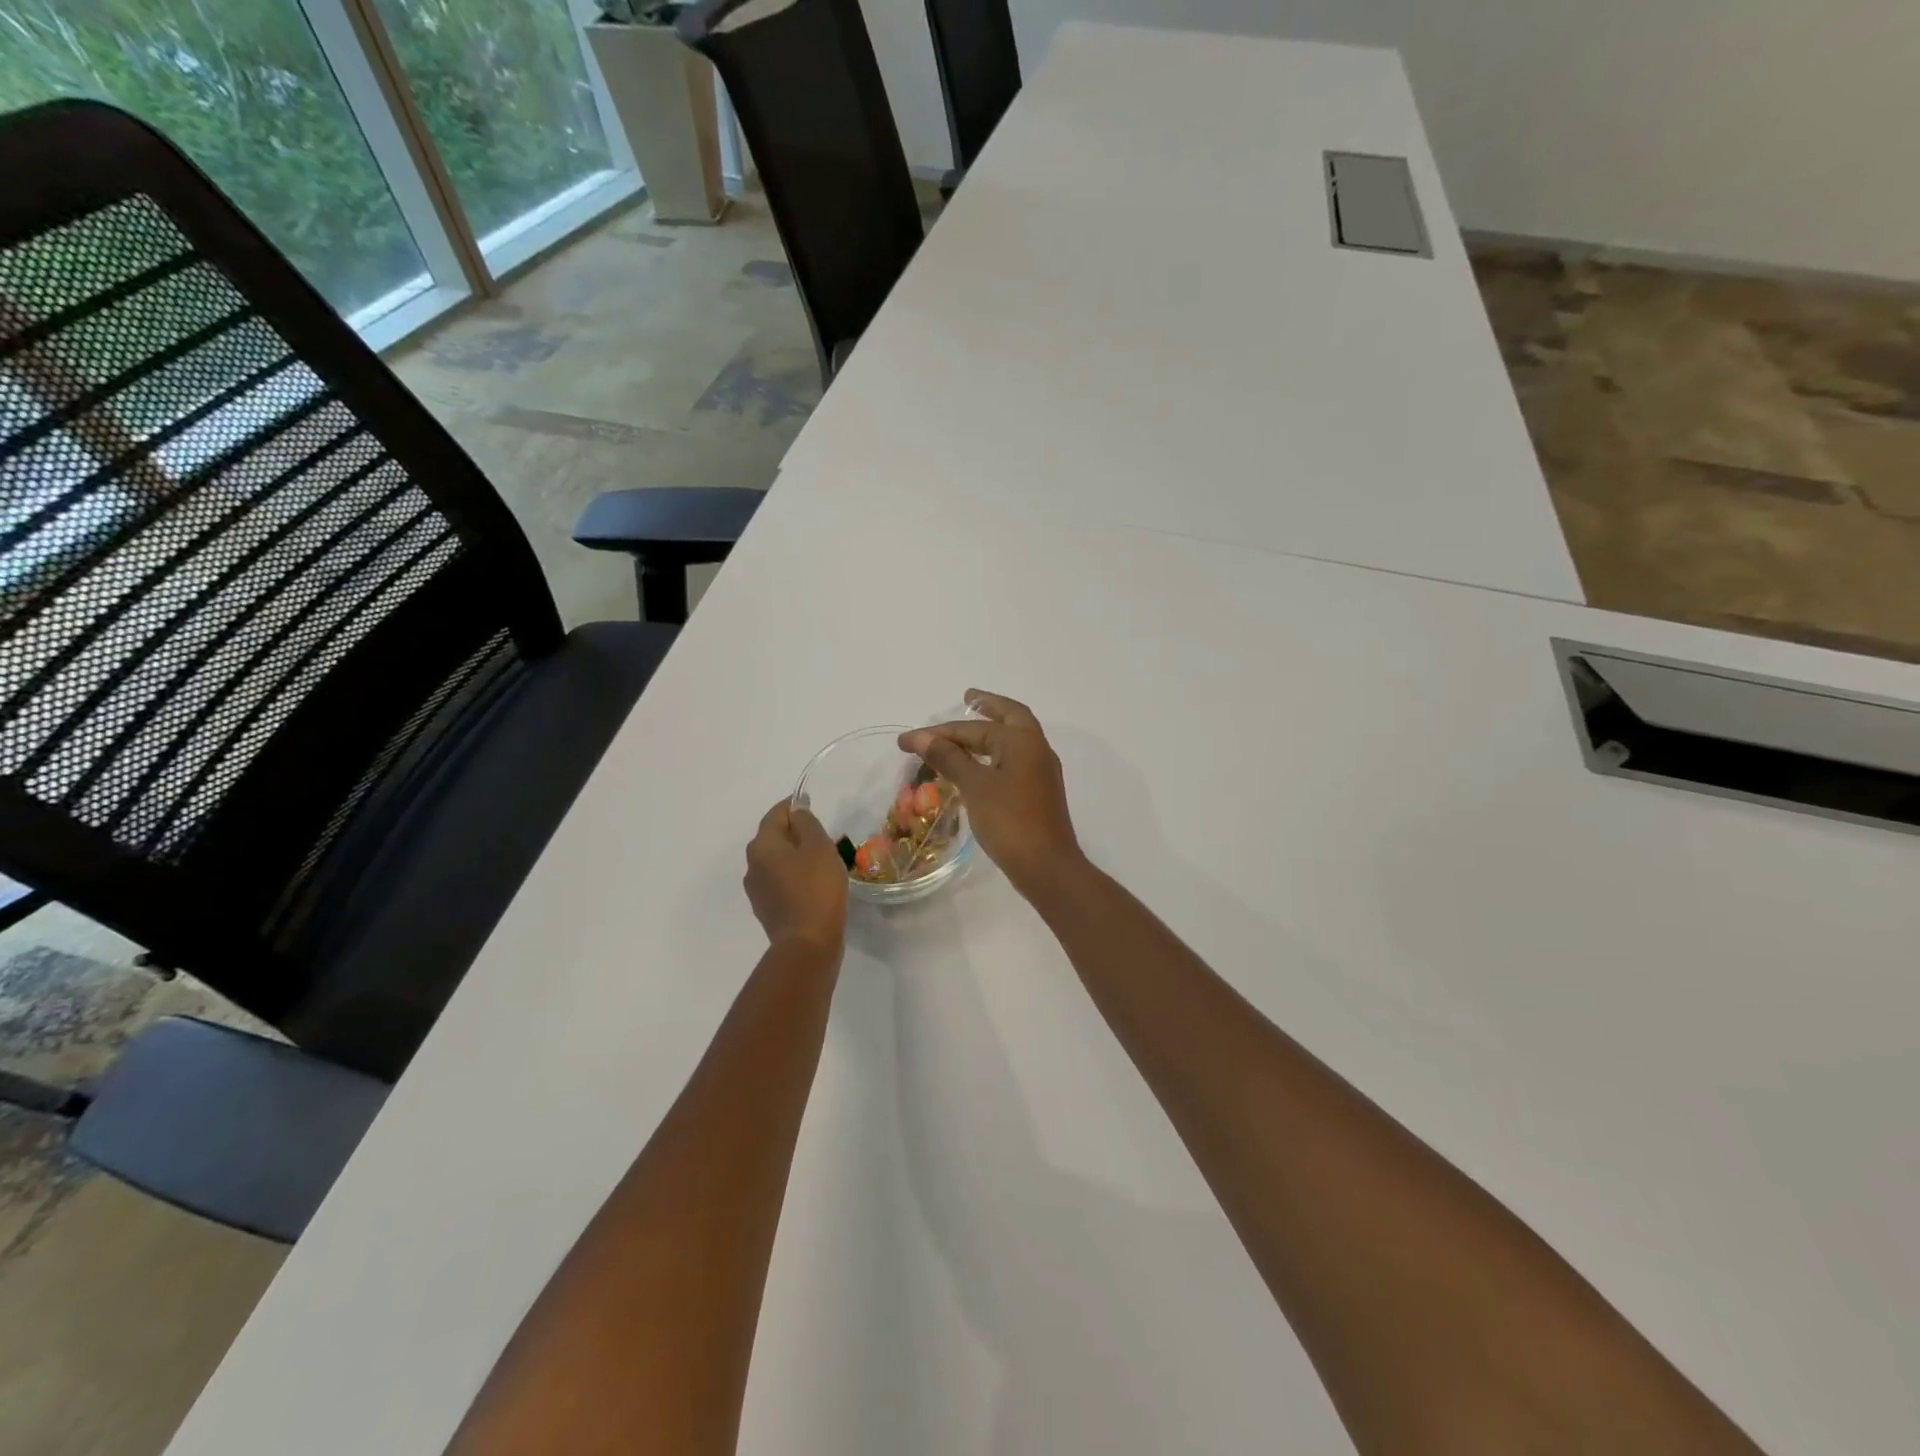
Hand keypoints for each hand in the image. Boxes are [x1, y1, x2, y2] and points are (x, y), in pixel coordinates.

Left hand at [744, 800, 847, 954]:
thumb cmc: (816, 889)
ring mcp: (756, 890)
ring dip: (794, 856)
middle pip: (773, 837)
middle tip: (821, 835)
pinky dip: (794, 876)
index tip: (811, 805)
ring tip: (820, 861)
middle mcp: (752, 864)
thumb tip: (796, 809)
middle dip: (794, 832)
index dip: (794, 806)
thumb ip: (806, 823)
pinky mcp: (766, 909)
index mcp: (762, 845)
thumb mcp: (818, 847)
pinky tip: (812, 884)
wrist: (808, 944)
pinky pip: (780, 882)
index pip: (776, 814)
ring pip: (776, 861)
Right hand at [899, 690, 1083, 898]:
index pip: (974, 727)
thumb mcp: (974, 786)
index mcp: (1022, 740)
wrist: (1047, 866)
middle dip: (988, 706)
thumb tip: (921, 737)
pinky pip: (1014, 760)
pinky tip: (980, 765)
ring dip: (992, 731)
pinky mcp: (1038, 793)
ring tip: (967, 730)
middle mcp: (1037, 749)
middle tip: (967, 698)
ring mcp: (1041, 772)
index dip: (938, 732)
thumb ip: (948, 758)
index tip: (907, 740)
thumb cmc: (1010, 821)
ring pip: (1014, 740)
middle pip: (1011, 717)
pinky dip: (996, 754)